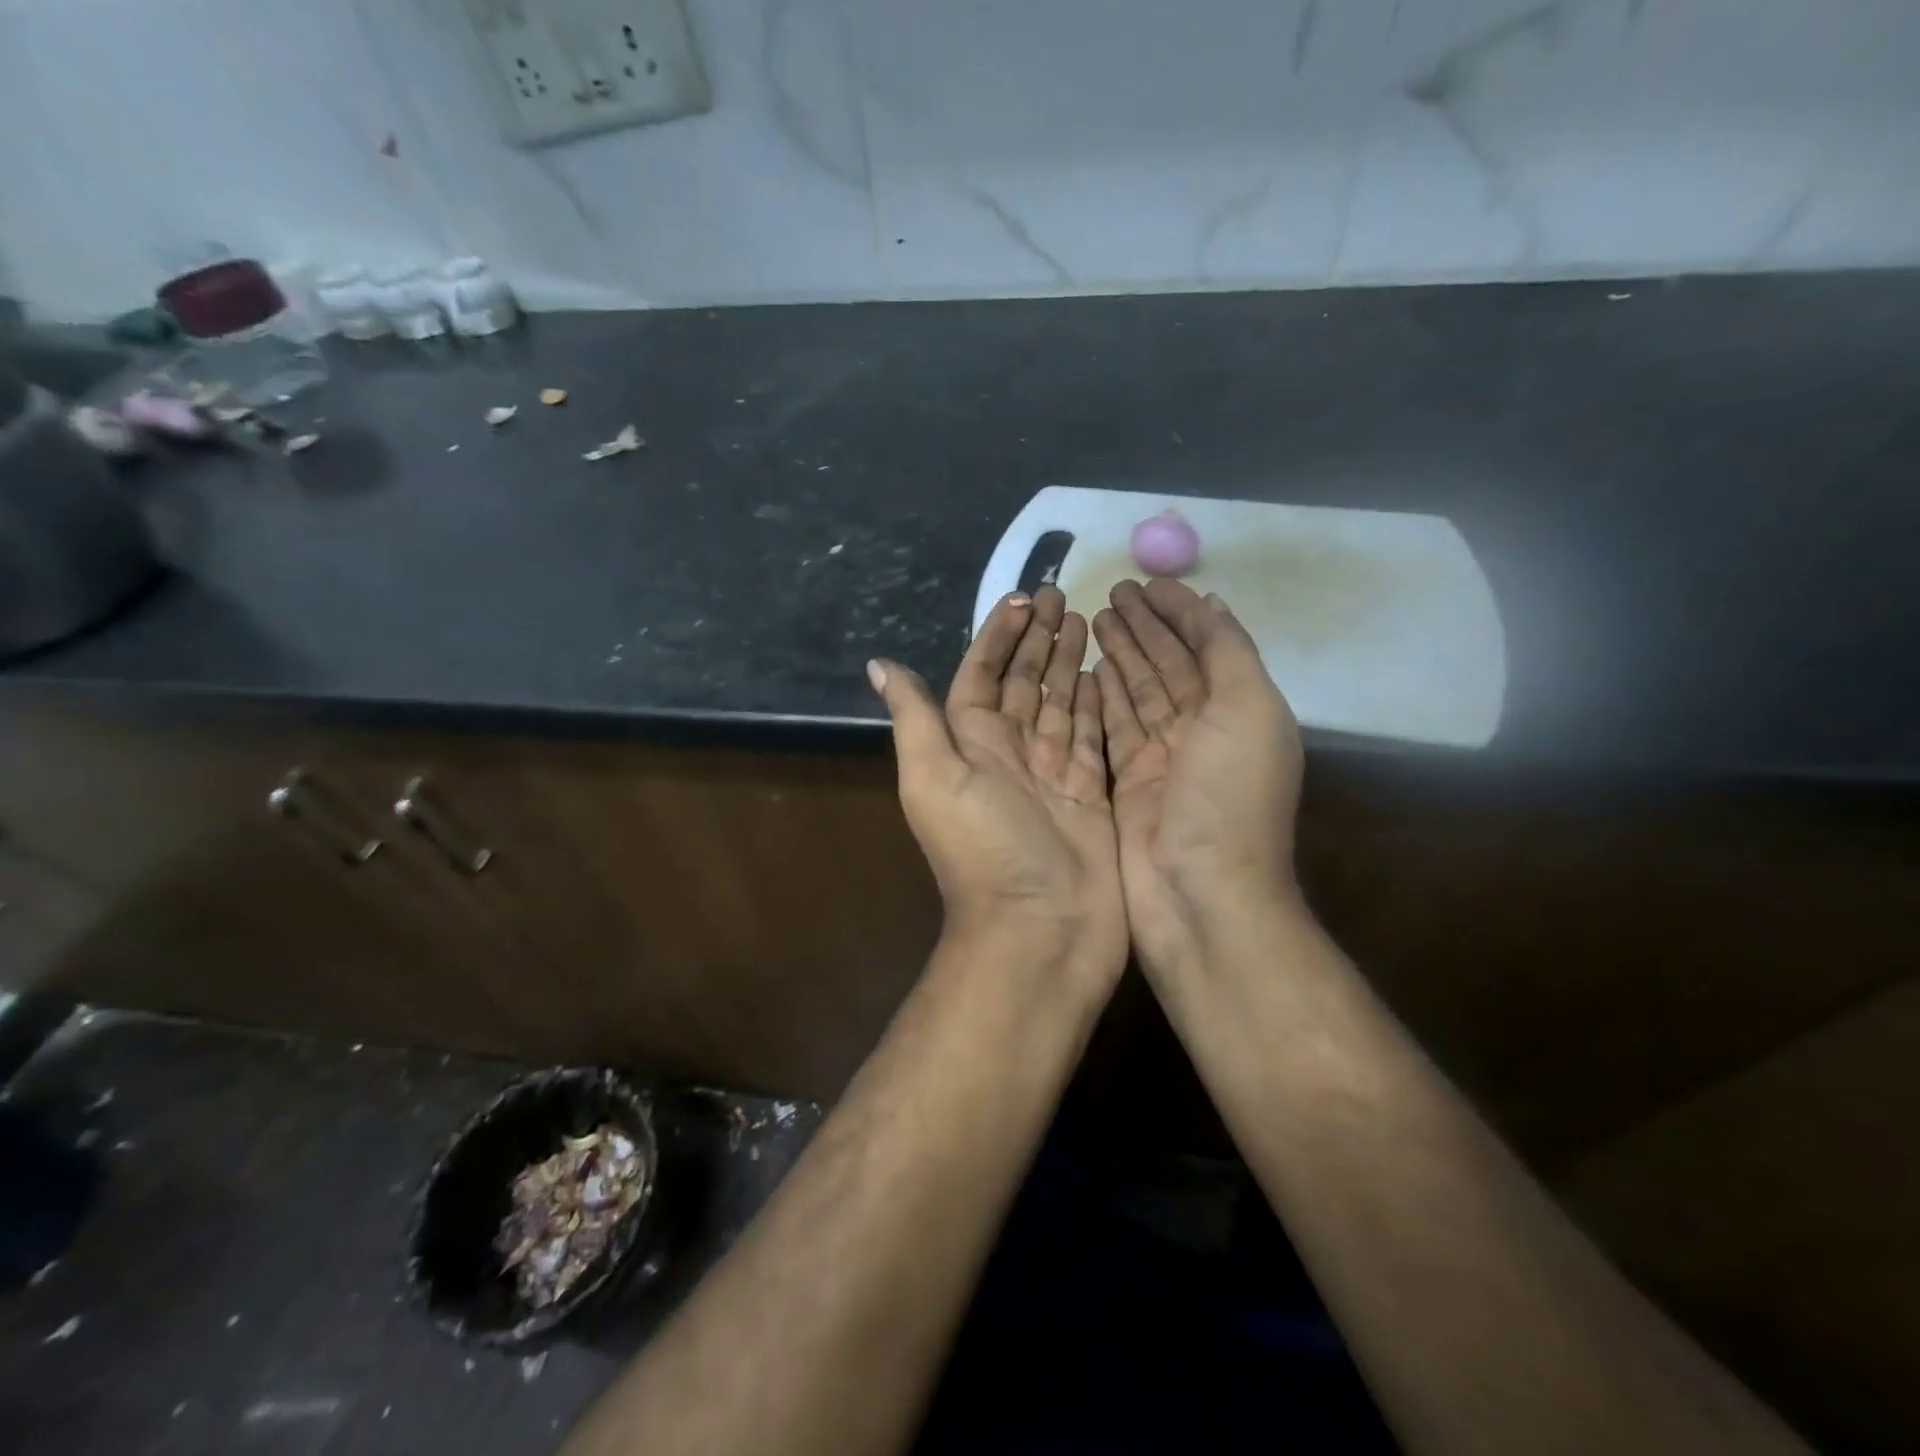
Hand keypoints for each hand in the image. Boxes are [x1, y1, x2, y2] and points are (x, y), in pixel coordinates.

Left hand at [869, 586, 1126, 988]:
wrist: (1040, 928)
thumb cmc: (984, 848)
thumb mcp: (934, 777)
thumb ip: (915, 717)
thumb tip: (879, 664)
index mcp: (969, 743)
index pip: (982, 674)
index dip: (999, 635)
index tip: (1022, 597)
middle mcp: (1009, 752)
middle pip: (1024, 682)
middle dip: (1040, 639)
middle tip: (1063, 595)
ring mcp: (1053, 772)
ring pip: (1060, 702)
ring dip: (1069, 662)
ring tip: (1087, 620)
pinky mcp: (1091, 791)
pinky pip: (1093, 735)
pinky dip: (1099, 703)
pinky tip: (1107, 673)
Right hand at [1092, 579, 1302, 980]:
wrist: (1199, 894)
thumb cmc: (1228, 798)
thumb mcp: (1248, 709)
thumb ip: (1228, 653)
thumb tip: (1211, 605)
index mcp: (1239, 710)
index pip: (1206, 645)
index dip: (1179, 612)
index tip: (1147, 582)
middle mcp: (1203, 730)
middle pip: (1168, 666)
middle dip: (1145, 628)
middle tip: (1111, 592)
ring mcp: (1164, 759)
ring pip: (1138, 693)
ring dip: (1120, 656)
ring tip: (1095, 620)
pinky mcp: (1129, 783)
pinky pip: (1113, 729)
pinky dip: (1101, 698)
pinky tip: (1084, 671)